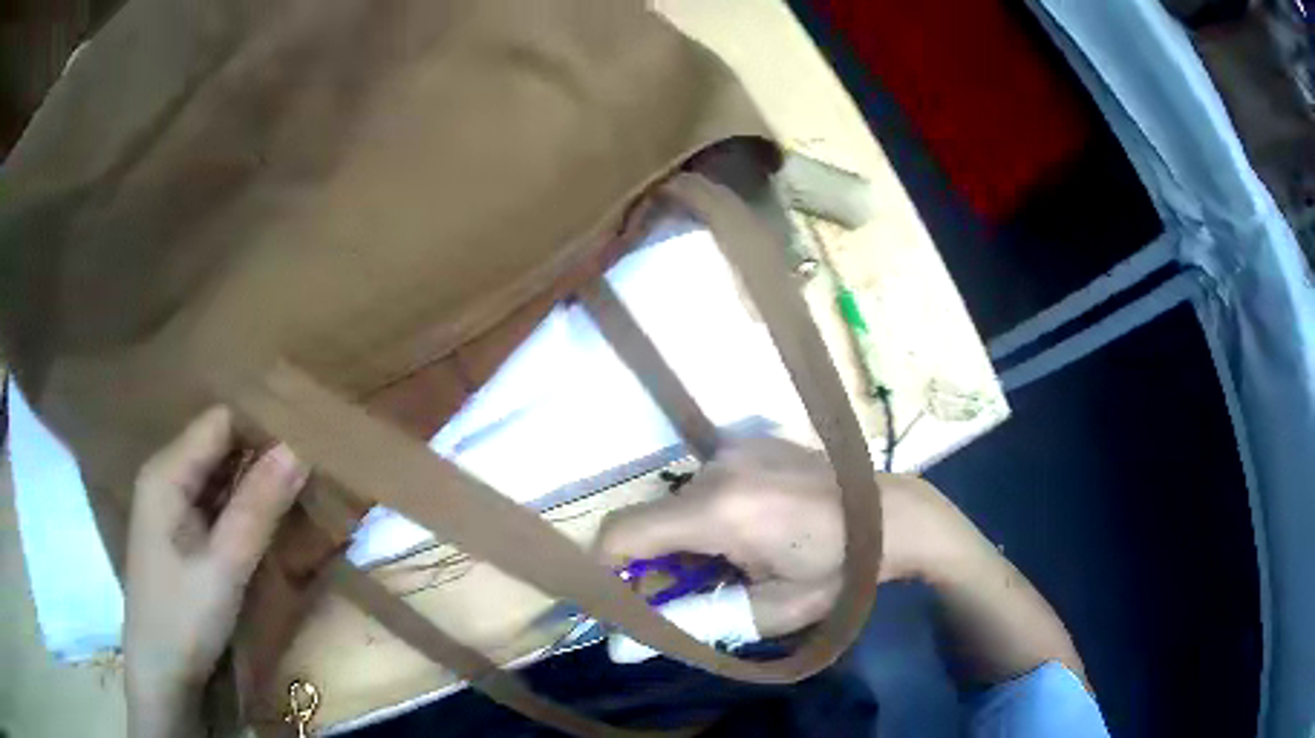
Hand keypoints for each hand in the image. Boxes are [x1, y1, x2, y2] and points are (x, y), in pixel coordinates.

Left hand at [124, 407, 307, 737]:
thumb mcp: (225, 567)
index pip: (220, 422)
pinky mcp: (179, 534)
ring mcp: (170, 507)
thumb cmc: (184, 620)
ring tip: (300, 493)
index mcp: (166, 473)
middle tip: (312, 472)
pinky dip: (242, 509)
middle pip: (218, 446)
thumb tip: (298, 449)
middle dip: (262, 456)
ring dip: (255, 485)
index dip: (261, 427)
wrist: (162, 676)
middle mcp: (165, 478)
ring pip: (218, 478)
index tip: (307, 444)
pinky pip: (214, 505)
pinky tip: (268, 522)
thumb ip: (257, 507)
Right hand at [595, 437, 965, 637]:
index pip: (624, 531)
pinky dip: (708, 515)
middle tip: (692, 591)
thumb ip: (695, 622)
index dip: (606, 567)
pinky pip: (706, 484)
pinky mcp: (750, 442)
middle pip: (652, 519)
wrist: (896, 515)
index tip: (620, 598)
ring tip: (733, 559)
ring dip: (686, 537)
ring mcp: (735, 447)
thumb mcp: (770, 611)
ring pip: (678, 502)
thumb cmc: (839, 572)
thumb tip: (631, 638)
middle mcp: (718, 467)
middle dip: (656, 561)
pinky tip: (751, 530)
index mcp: (721, 510)